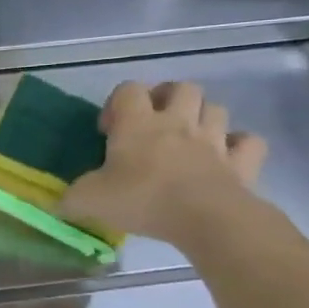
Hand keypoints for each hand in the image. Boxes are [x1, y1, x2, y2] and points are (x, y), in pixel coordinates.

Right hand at [60, 81, 269, 248]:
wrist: (207, 219)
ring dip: (203, 117)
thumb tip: (59, 203)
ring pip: (216, 108)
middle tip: (154, 122)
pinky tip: (226, 157)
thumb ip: (71, 197)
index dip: (116, 103)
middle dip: (169, 98)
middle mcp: (176, 122)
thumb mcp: (89, 199)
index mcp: (136, 123)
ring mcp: (214, 140)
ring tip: (188, 138)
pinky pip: (249, 142)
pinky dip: (239, 145)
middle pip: (181, 88)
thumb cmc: (142, 199)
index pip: (128, 89)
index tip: (109, 130)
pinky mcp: (242, 162)